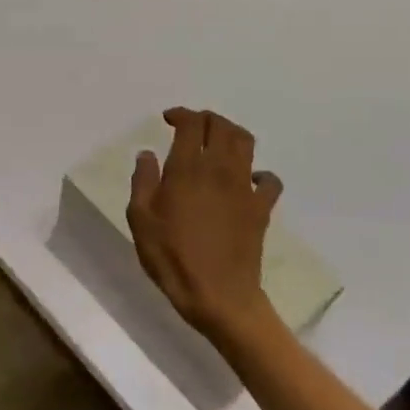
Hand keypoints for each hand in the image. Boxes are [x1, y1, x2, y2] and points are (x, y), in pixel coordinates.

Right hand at [126, 107, 283, 340]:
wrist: (217, 295)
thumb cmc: (171, 257)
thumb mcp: (140, 219)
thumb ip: (143, 181)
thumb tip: (146, 154)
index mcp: (187, 169)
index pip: (191, 124)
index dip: (180, 114)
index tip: (167, 119)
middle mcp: (219, 169)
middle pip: (221, 126)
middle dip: (206, 118)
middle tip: (191, 125)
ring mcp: (244, 188)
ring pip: (245, 143)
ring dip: (231, 134)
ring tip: (216, 141)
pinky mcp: (261, 208)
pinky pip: (269, 180)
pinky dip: (259, 173)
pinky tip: (247, 179)